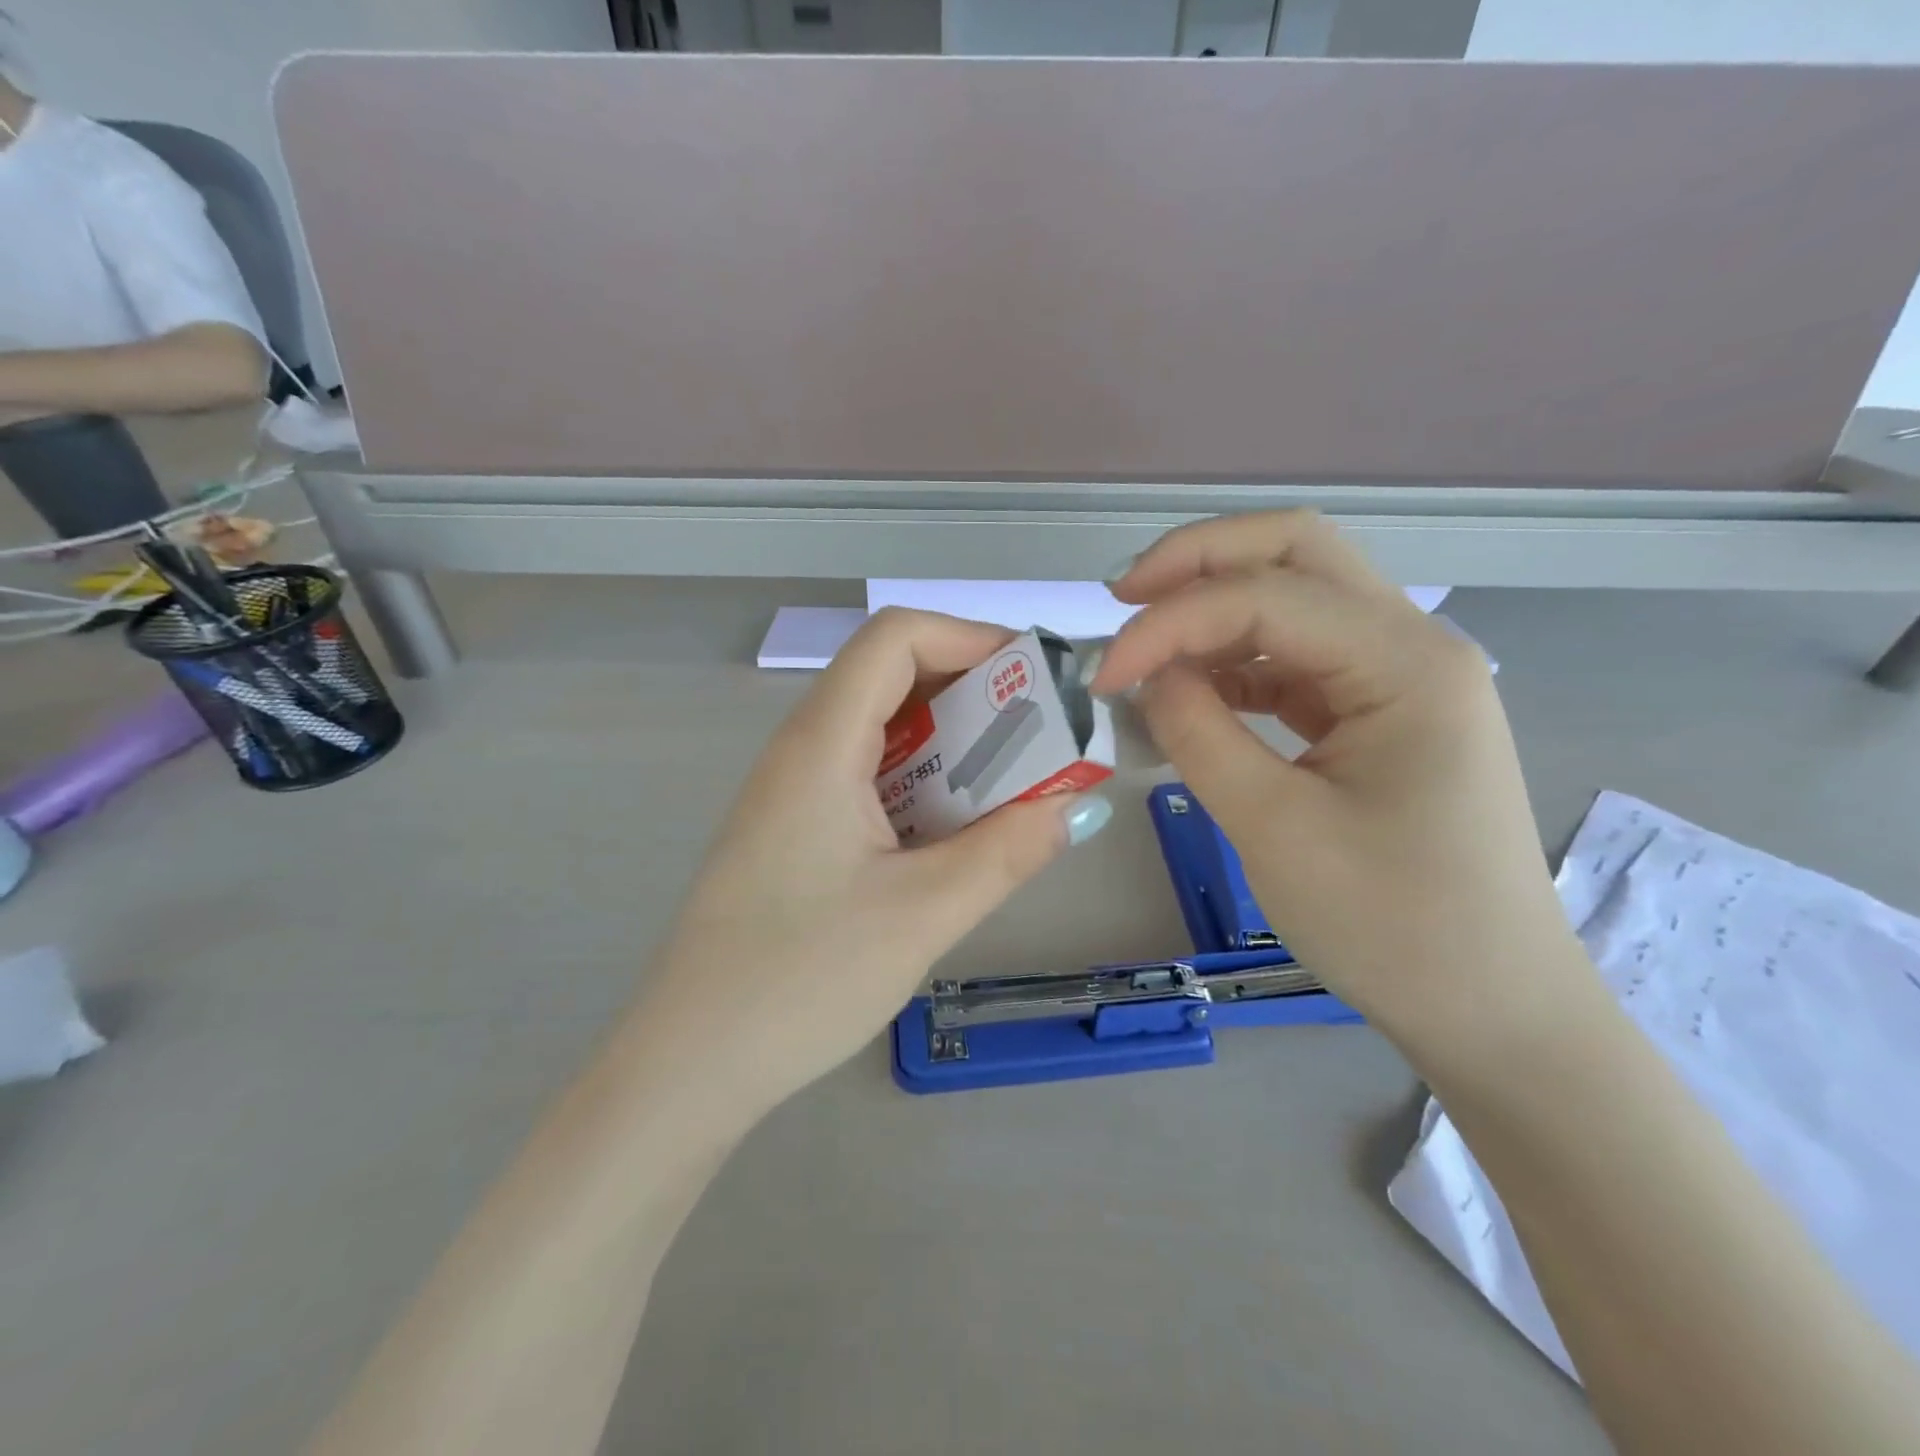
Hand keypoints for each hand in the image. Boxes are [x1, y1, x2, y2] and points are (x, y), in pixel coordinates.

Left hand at [642, 608, 1113, 1111]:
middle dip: (974, 694)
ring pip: (881, 729)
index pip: (896, 637)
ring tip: (1011, 787)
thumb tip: (1075, 807)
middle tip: (1039, 741)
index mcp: (820, 744)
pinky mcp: (792, 830)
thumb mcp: (923, 914)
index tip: (1037, 681)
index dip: (972, 638)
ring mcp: (791, 791)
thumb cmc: (801, 980)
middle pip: (891, 676)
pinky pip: (866, 776)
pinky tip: (952, 831)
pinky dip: (922, 782)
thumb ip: (1007, 851)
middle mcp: (800, 750)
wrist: (690, 1064)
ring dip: (951, 744)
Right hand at [1092, 512, 1591, 1053]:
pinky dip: (1236, 659)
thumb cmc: (1394, 926)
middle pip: (1295, 551)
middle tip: (1122, 598)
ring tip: (1144, 645)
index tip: (1102, 675)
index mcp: (1406, 663)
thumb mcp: (1274, 827)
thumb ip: (1198, 732)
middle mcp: (1412, 645)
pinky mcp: (1378, 712)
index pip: (1264, 596)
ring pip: (1296, 595)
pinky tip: (1191, 688)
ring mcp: (1399, 676)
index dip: (1168, 623)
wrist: (1490, 1008)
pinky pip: (1297, 657)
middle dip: (1198, 561)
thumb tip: (1145, 674)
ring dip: (1214, 606)